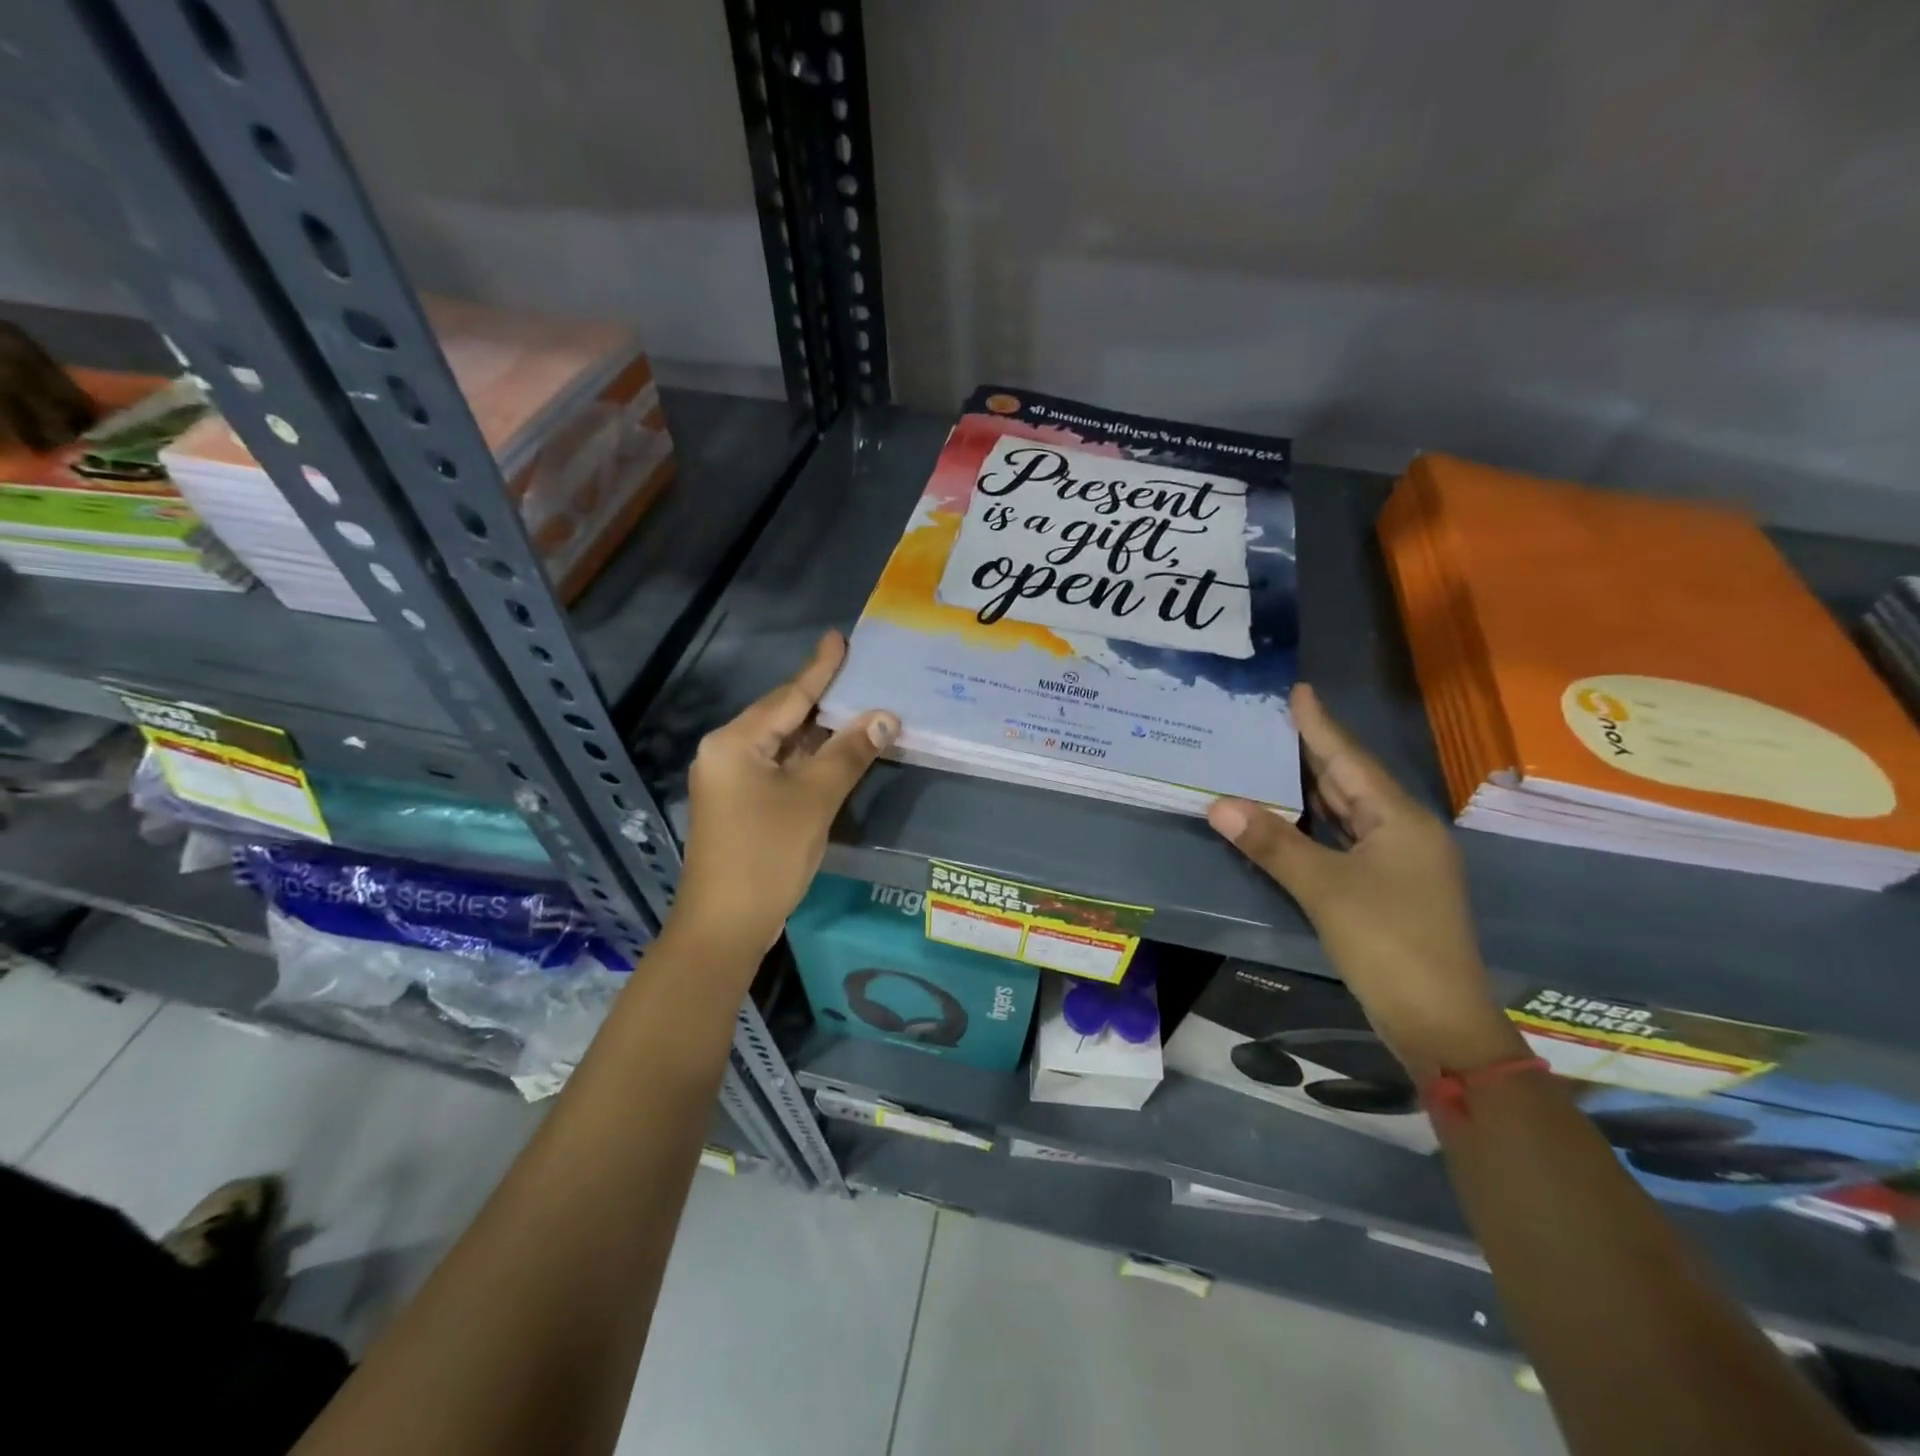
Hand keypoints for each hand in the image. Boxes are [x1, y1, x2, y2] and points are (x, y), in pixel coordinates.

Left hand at [673, 632, 897, 963]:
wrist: (724, 926)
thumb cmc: (767, 855)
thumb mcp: (814, 799)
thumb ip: (849, 753)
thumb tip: (886, 717)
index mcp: (735, 742)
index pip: (788, 696)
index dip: (819, 668)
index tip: (839, 638)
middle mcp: (726, 753)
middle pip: (782, 717)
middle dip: (823, 699)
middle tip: (859, 673)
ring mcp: (730, 780)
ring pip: (782, 745)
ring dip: (819, 733)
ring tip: (857, 707)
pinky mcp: (739, 805)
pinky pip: (778, 768)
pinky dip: (807, 760)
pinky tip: (835, 753)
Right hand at [1206, 684, 1525, 1077]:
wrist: (1439, 1023)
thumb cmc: (1388, 944)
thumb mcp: (1325, 889)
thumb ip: (1272, 843)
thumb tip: (1218, 804)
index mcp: (1400, 820)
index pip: (1350, 760)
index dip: (1320, 725)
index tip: (1297, 690)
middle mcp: (1404, 832)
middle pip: (1351, 781)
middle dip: (1313, 750)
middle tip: (1272, 720)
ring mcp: (1398, 863)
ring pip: (1349, 811)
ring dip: (1312, 787)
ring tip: (1274, 756)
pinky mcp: (1387, 889)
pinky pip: (1346, 839)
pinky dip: (1317, 824)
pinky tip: (1292, 816)